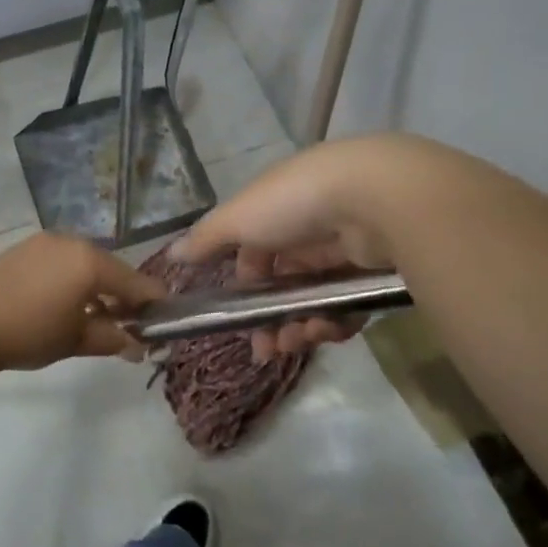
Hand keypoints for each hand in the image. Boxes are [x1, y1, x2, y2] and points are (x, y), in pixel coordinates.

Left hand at [0, 232, 167, 374]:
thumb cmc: (28, 331)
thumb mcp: (74, 340)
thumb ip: (110, 339)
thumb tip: (135, 346)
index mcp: (91, 262)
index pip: (134, 282)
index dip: (151, 302)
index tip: (164, 320)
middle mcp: (72, 243)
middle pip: (109, 269)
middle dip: (122, 296)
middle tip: (127, 325)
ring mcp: (45, 243)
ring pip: (84, 264)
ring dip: (95, 289)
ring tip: (95, 319)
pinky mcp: (23, 249)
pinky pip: (61, 262)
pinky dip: (72, 281)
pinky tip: (65, 305)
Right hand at [171, 136, 408, 360]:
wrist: (376, 197)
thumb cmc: (294, 202)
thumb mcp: (238, 217)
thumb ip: (205, 239)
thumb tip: (171, 255)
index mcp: (277, 209)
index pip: (254, 251)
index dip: (243, 284)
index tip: (234, 315)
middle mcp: (310, 227)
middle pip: (284, 283)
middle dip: (270, 318)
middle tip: (265, 349)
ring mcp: (346, 249)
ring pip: (314, 300)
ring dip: (299, 327)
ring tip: (296, 343)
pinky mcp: (376, 273)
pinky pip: (348, 308)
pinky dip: (333, 324)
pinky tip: (324, 332)